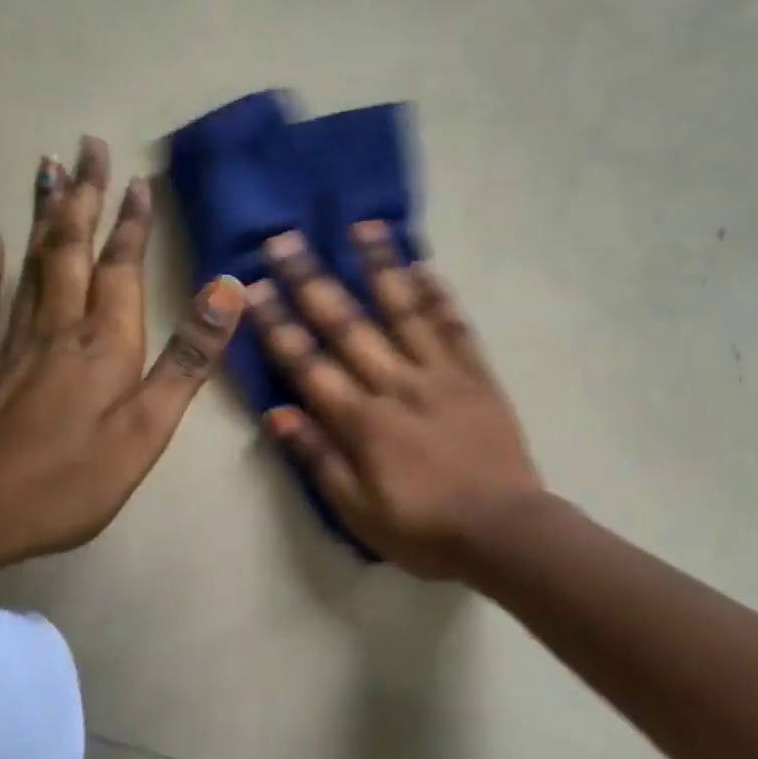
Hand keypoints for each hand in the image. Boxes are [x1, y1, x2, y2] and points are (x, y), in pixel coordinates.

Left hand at [0, 137, 244, 563]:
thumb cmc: (72, 477)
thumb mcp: (148, 427)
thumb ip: (188, 358)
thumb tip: (228, 290)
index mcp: (105, 342)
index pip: (122, 267)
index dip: (132, 223)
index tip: (137, 179)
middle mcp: (58, 326)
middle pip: (73, 249)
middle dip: (84, 196)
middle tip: (87, 146)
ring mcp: (13, 342)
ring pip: (32, 263)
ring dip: (44, 215)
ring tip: (48, 169)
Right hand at [249, 223, 543, 578]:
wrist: (504, 532)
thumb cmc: (423, 528)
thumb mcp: (357, 511)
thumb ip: (317, 458)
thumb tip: (276, 413)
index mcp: (362, 421)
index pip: (309, 364)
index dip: (278, 325)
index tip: (254, 287)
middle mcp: (396, 384)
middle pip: (348, 325)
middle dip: (312, 281)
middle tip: (286, 240)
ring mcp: (440, 374)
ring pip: (405, 311)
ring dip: (380, 267)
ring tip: (362, 226)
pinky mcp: (476, 374)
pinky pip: (455, 326)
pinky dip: (439, 294)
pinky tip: (424, 264)